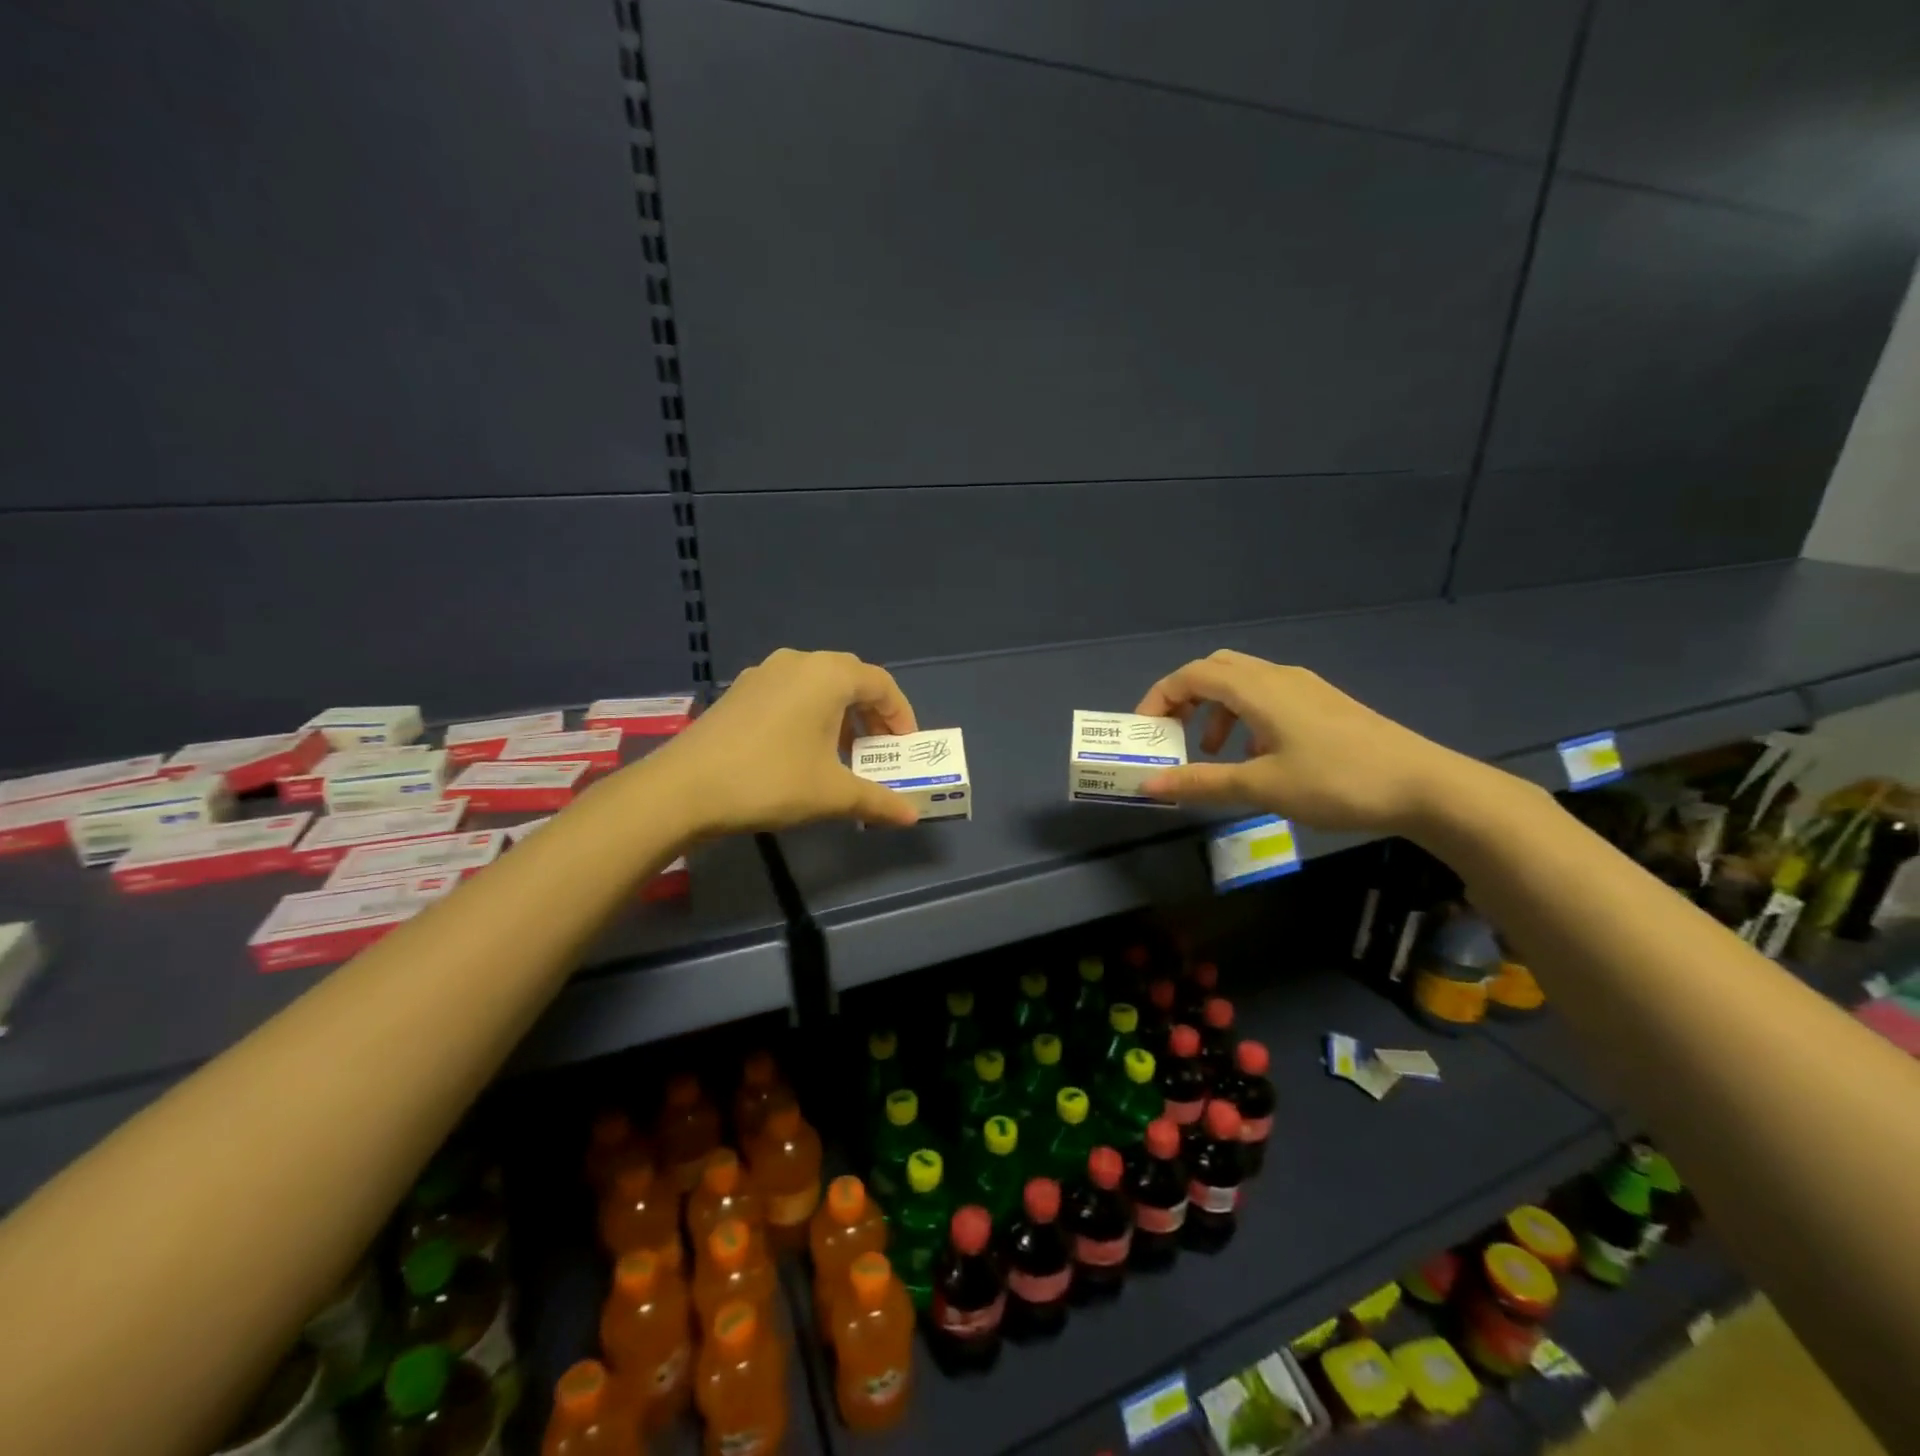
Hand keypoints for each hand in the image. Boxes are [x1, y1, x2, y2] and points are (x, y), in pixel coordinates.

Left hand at [641, 649, 921, 834]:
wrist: (684, 788)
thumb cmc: (771, 780)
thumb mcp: (832, 794)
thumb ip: (878, 801)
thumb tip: (912, 817)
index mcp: (828, 676)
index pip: (881, 684)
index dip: (901, 715)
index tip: (905, 748)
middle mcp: (799, 662)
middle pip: (850, 678)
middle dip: (871, 712)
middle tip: (878, 748)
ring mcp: (764, 673)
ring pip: (817, 684)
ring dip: (840, 712)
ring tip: (843, 751)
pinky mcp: (740, 691)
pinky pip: (790, 692)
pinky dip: (809, 712)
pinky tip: (802, 748)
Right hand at [1133, 650, 1471, 833]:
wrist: (1424, 785)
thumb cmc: (1336, 781)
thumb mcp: (1261, 786)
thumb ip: (1201, 782)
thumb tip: (1148, 785)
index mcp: (1258, 689)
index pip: (1191, 675)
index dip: (1159, 697)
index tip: (1144, 731)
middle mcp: (1278, 677)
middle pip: (1215, 670)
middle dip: (1185, 698)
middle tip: (1172, 734)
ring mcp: (1305, 688)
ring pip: (1243, 684)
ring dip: (1216, 711)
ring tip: (1215, 754)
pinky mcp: (1324, 704)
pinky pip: (1269, 697)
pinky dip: (1245, 717)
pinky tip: (1258, 756)